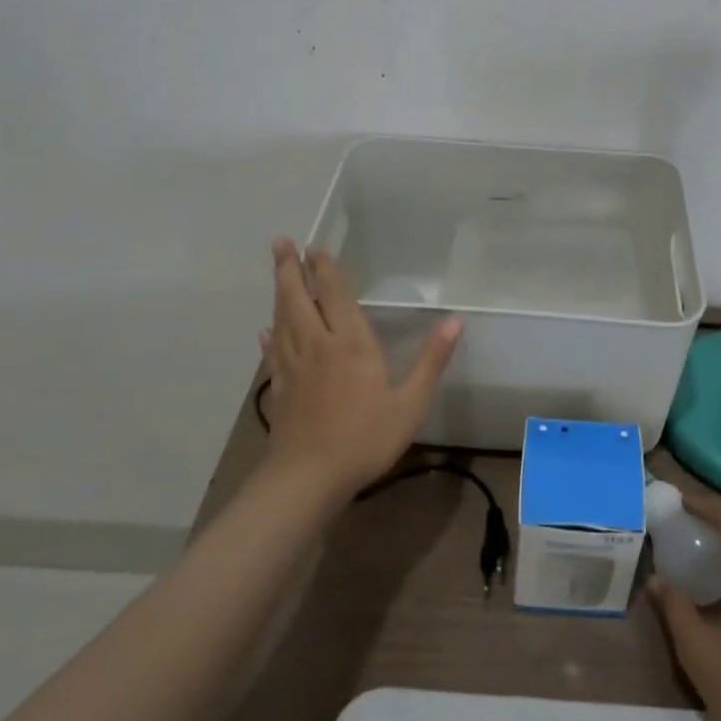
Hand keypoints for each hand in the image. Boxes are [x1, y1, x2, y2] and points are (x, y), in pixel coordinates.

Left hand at [258, 239, 462, 500]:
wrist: (308, 478)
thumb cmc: (364, 438)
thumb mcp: (410, 403)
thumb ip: (432, 361)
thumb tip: (455, 321)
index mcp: (350, 344)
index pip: (334, 295)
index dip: (324, 269)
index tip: (314, 246)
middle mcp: (317, 345)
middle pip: (298, 298)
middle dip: (290, 269)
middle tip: (281, 242)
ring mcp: (293, 366)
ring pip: (282, 319)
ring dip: (279, 292)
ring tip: (277, 272)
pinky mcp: (279, 388)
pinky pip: (273, 353)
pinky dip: (270, 337)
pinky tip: (266, 331)